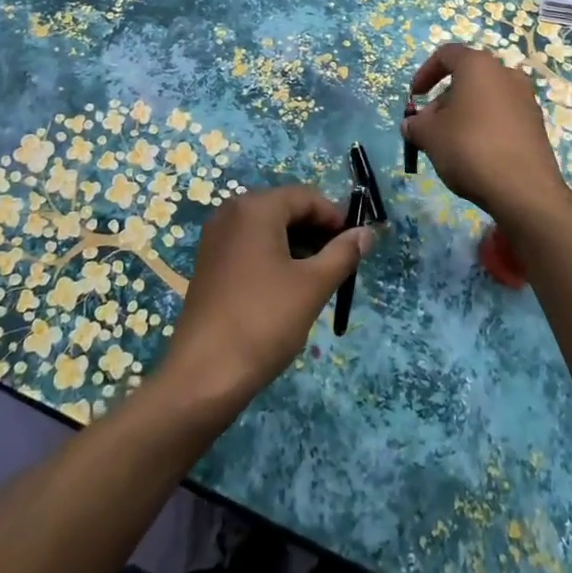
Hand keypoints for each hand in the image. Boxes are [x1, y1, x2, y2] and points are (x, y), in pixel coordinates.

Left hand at [157, 185, 373, 414]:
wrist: (203, 375)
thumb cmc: (263, 321)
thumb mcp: (312, 286)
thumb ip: (343, 254)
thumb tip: (367, 233)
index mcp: (255, 207)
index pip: (307, 197)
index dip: (335, 218)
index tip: (355, 247)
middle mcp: (232, 212)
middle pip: (286, 209)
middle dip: (316, 233)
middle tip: (338, 267)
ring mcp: (216, 238)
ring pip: (269, 229)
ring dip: (297, 247)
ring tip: (316, 282)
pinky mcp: (210, 263)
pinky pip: (250, 246)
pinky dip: (274, 258)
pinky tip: (287, 290)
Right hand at [403, 42, 571, 230]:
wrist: (525, 190)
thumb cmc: (470, 148)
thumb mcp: (430, 136)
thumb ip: (416, 124)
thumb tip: (412, 124)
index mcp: (479, 65)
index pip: (446, 54)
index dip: (425, 72)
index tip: (414, 97)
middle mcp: (506, 74)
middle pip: (467, 78)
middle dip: (443, 100)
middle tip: (429, 127)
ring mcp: (526, 99)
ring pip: (485, 98)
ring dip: (463, 114)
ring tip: (450, 143)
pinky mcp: (536, 125)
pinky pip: (502, 116)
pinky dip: (484, 126)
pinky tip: (475, 154)